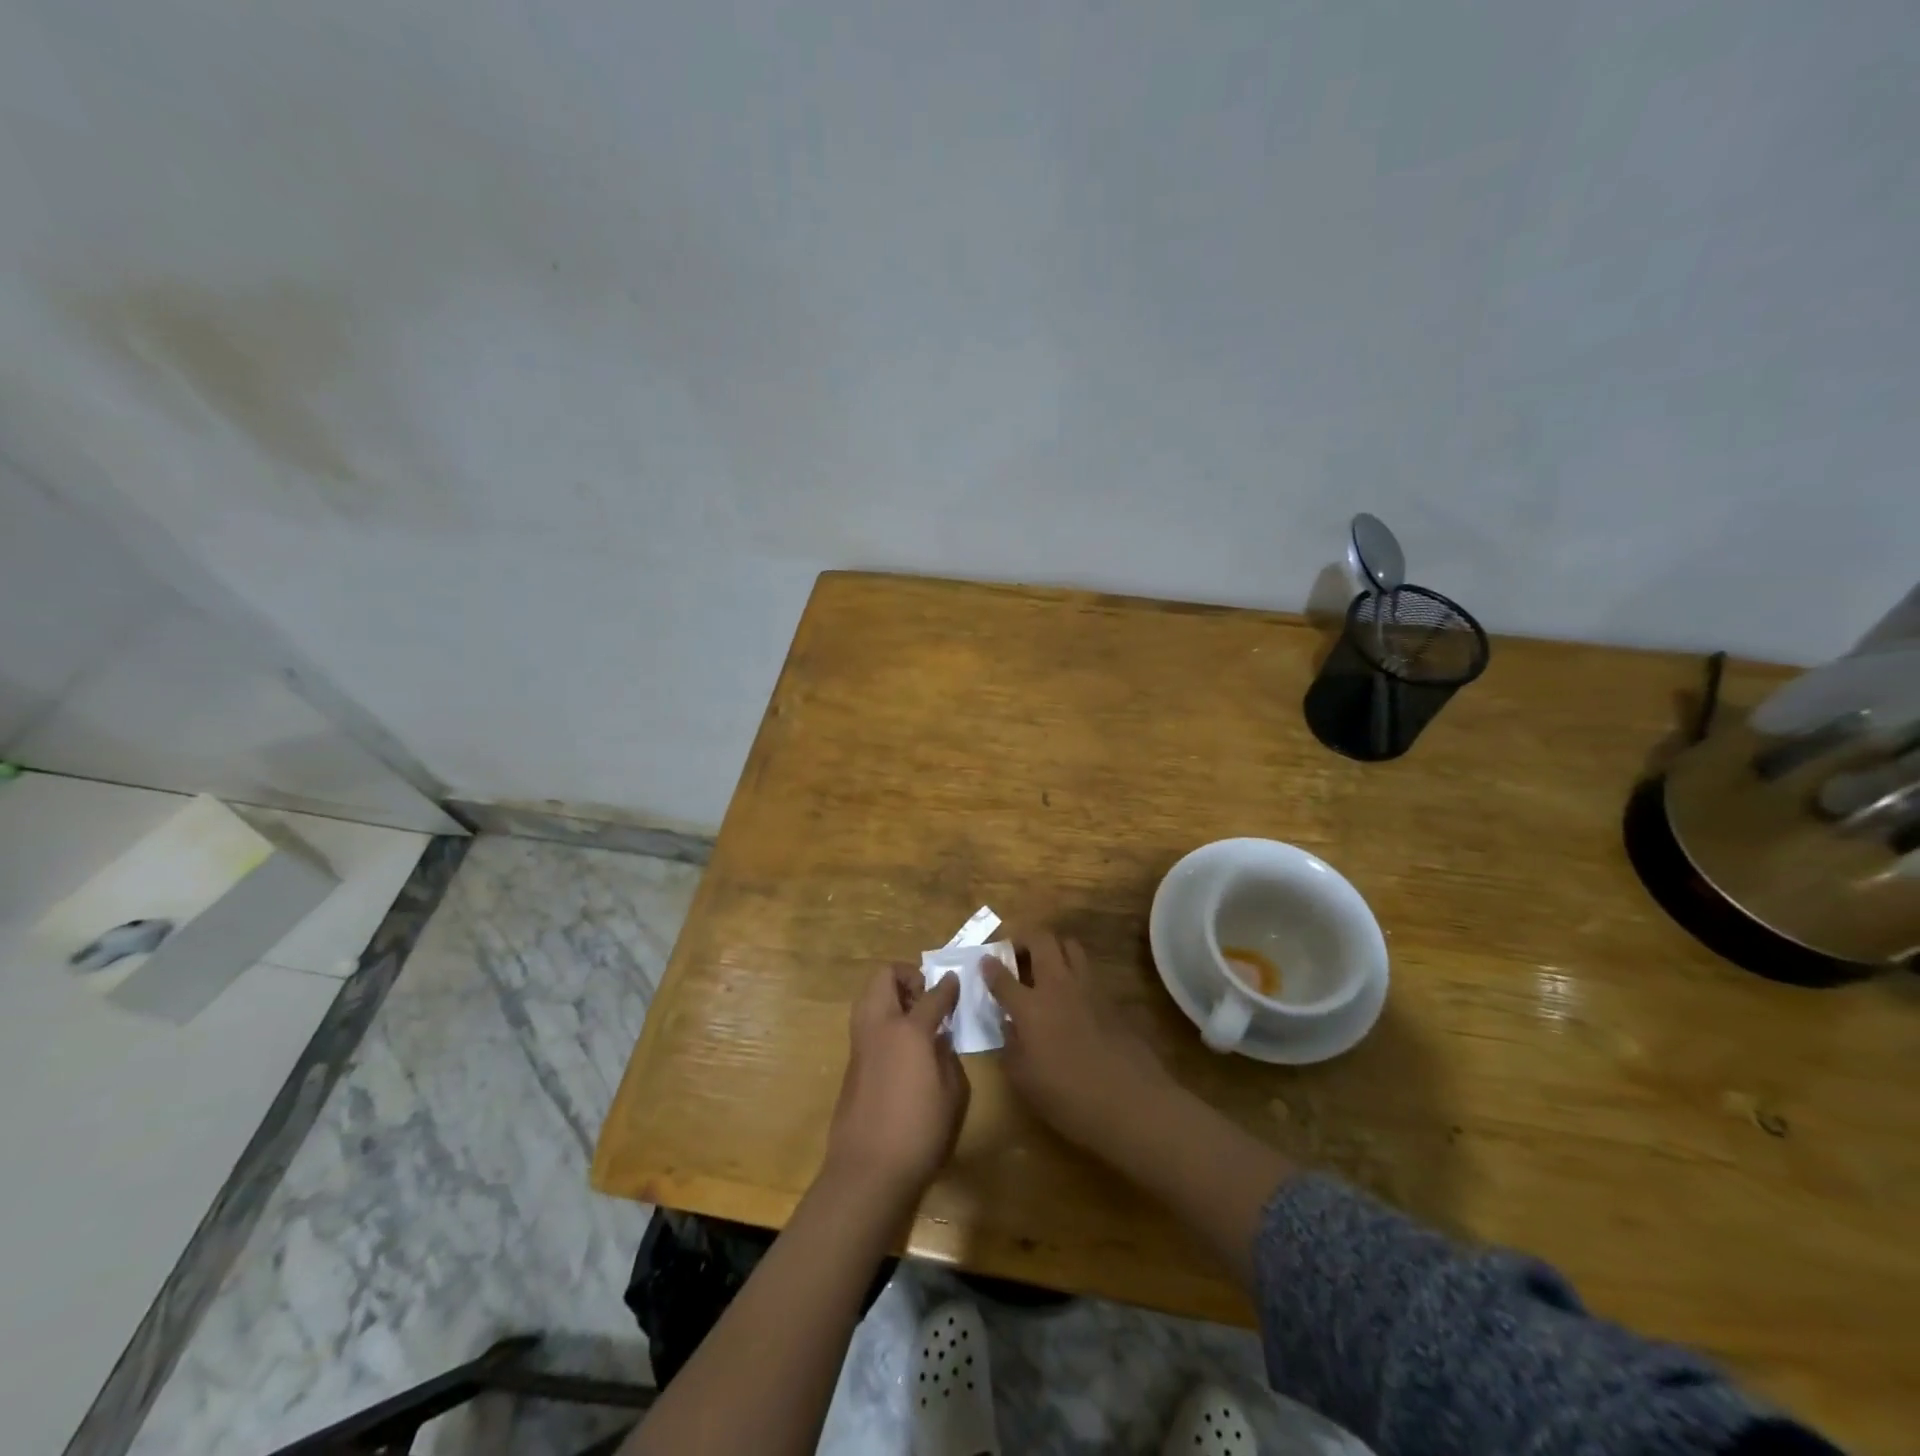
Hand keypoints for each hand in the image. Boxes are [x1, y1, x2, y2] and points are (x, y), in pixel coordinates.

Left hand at [824, 965, 969, 1201]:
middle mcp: (879, 1027)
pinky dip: (882, 1018)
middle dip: (906, 976)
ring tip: (914, 1018)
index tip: (956, 981)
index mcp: (909, 1030)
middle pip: (885, 977)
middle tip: (926, 996)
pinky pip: (865, 1022)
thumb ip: (948, 1057)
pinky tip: (902, 1045)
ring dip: (890, 994)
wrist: (868, 1171)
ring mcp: (860, 1043)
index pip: (932, 994)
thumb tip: (940, 1040)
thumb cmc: (920, 1132)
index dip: (948, 986)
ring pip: (868, 996)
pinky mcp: (851, 1063)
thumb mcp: (953, 1094)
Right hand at [981, 932, 1173, 1156]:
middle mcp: (1058, 986)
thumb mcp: (1024, 1081)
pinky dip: (1073, 970)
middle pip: (1041, 940)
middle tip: (1015, 953)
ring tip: (1044, 965)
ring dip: (1052, 947)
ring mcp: (1088, 988)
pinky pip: (1087, 969)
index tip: (985, 961)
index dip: (990, 966)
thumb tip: (1009, 1025)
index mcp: (1030, 1007)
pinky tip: (1070, 993)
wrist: (1131, 1102)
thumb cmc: (1069, 1098)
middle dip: (1023, 939)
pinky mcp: (1110, 998)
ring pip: (1069, 945)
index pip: (1002, 976)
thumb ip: (1010, 1046)